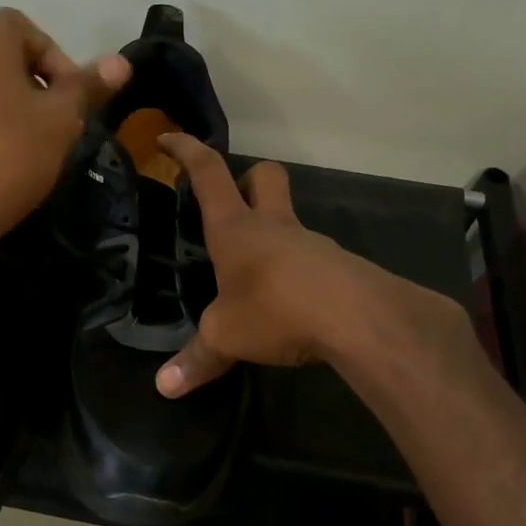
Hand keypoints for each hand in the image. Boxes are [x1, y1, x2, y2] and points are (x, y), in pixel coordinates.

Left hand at [0, 8, 128, 250]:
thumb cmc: (10, 154)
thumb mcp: (61, 119)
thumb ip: (88, 86)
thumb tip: (120, 62)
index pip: (18, 24)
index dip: (51, 50)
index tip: (67, 90)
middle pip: (5, 60)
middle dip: (40, 86)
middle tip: (60, 123)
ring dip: (19, 113)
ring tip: (39, 149)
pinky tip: (9, 169)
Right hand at [155, 133, 469, 396]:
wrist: (361, 319)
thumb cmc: (277, 309)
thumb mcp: (226, 337)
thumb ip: (196, 358)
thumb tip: (164, 387)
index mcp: (236, 229)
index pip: (209, 173)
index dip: (187, 151)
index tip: (169, 137)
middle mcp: (275, 226)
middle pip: (265, 176)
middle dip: (247, 176)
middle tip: (232, 198)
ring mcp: (312, 244)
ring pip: (291, 220)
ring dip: (273, 234)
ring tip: (255, 277)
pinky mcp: (340, 267)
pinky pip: (312, 259)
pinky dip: (297, 272)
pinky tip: (291, 305)